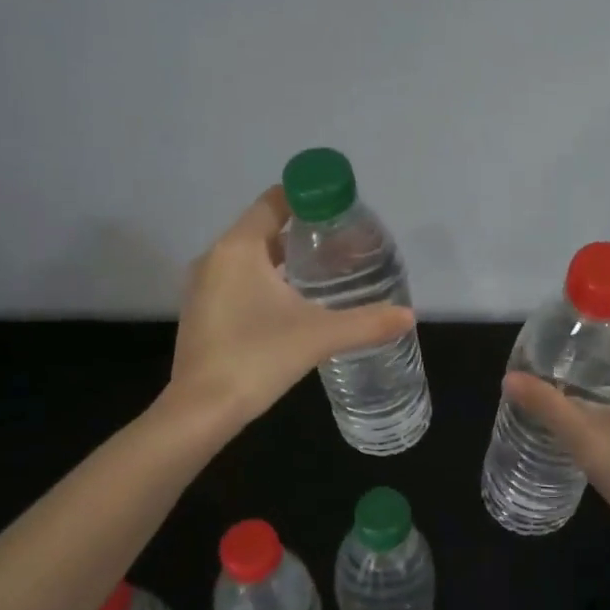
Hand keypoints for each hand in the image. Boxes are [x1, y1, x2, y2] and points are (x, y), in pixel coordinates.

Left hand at [166, 186, 415, 429]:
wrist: (201, 410)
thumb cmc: (257, 358)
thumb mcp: (319, 336)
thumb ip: (366, 323)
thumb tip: (408, 315)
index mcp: (239, 248)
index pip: (274, 201)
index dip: (308, 199)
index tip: (340, 212)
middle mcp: (215, 258)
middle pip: (264, 229)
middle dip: (303, 233)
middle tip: (342, 246)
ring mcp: (203, 287)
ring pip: (249, 258)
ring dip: (283, 260)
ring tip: (324, 274)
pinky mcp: (202, 313)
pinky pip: (237, 282)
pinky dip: (264, 282)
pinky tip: (292, 306)